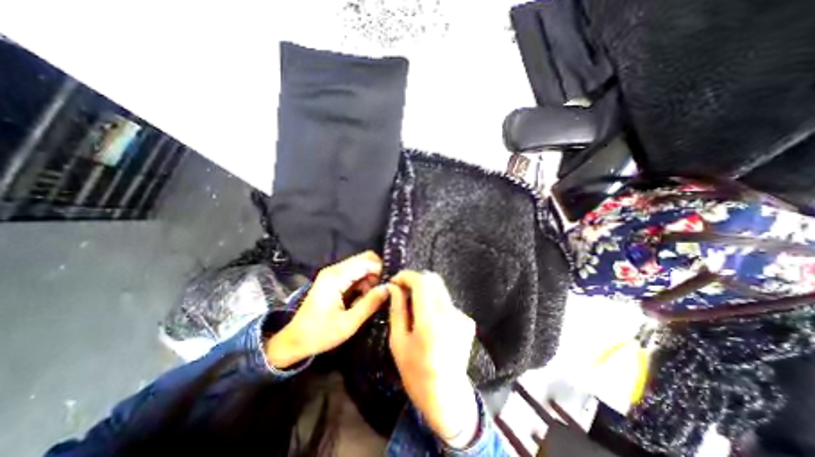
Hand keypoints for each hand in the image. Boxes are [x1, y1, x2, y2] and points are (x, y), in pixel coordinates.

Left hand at [262, 252, 384, 368]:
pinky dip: (363, 282)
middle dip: (377, 273)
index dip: (382, 271)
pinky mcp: (333, 279)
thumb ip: (370, 304)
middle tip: (381, 292)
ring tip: (371, 298)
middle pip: (365, 259)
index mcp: (336, 277)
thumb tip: (389, 288)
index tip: (390, 285)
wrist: (294, 340)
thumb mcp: (348, 323)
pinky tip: (362, 298)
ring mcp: (333, 273)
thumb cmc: (320, 334)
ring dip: (371, 279)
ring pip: (361, 265)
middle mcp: (334, 269)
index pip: (367, 262)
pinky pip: (355, 273)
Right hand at [387, 272, 478, 445]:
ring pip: (440, 290)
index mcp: (430, 322)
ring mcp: (462, 316)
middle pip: (434, 280)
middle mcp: (449, 314)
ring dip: (425, 292)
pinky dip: (435, 304)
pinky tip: (431, 322)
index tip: (396, 280)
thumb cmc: (415, 372)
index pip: (422, 282)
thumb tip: (393, 286)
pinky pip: (447, 302)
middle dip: (416, 280)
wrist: (447, 396)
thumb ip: (397, 309)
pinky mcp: (467, 321)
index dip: (407, 276)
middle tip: (404, 291)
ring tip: (415, 310)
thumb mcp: (398, 342)